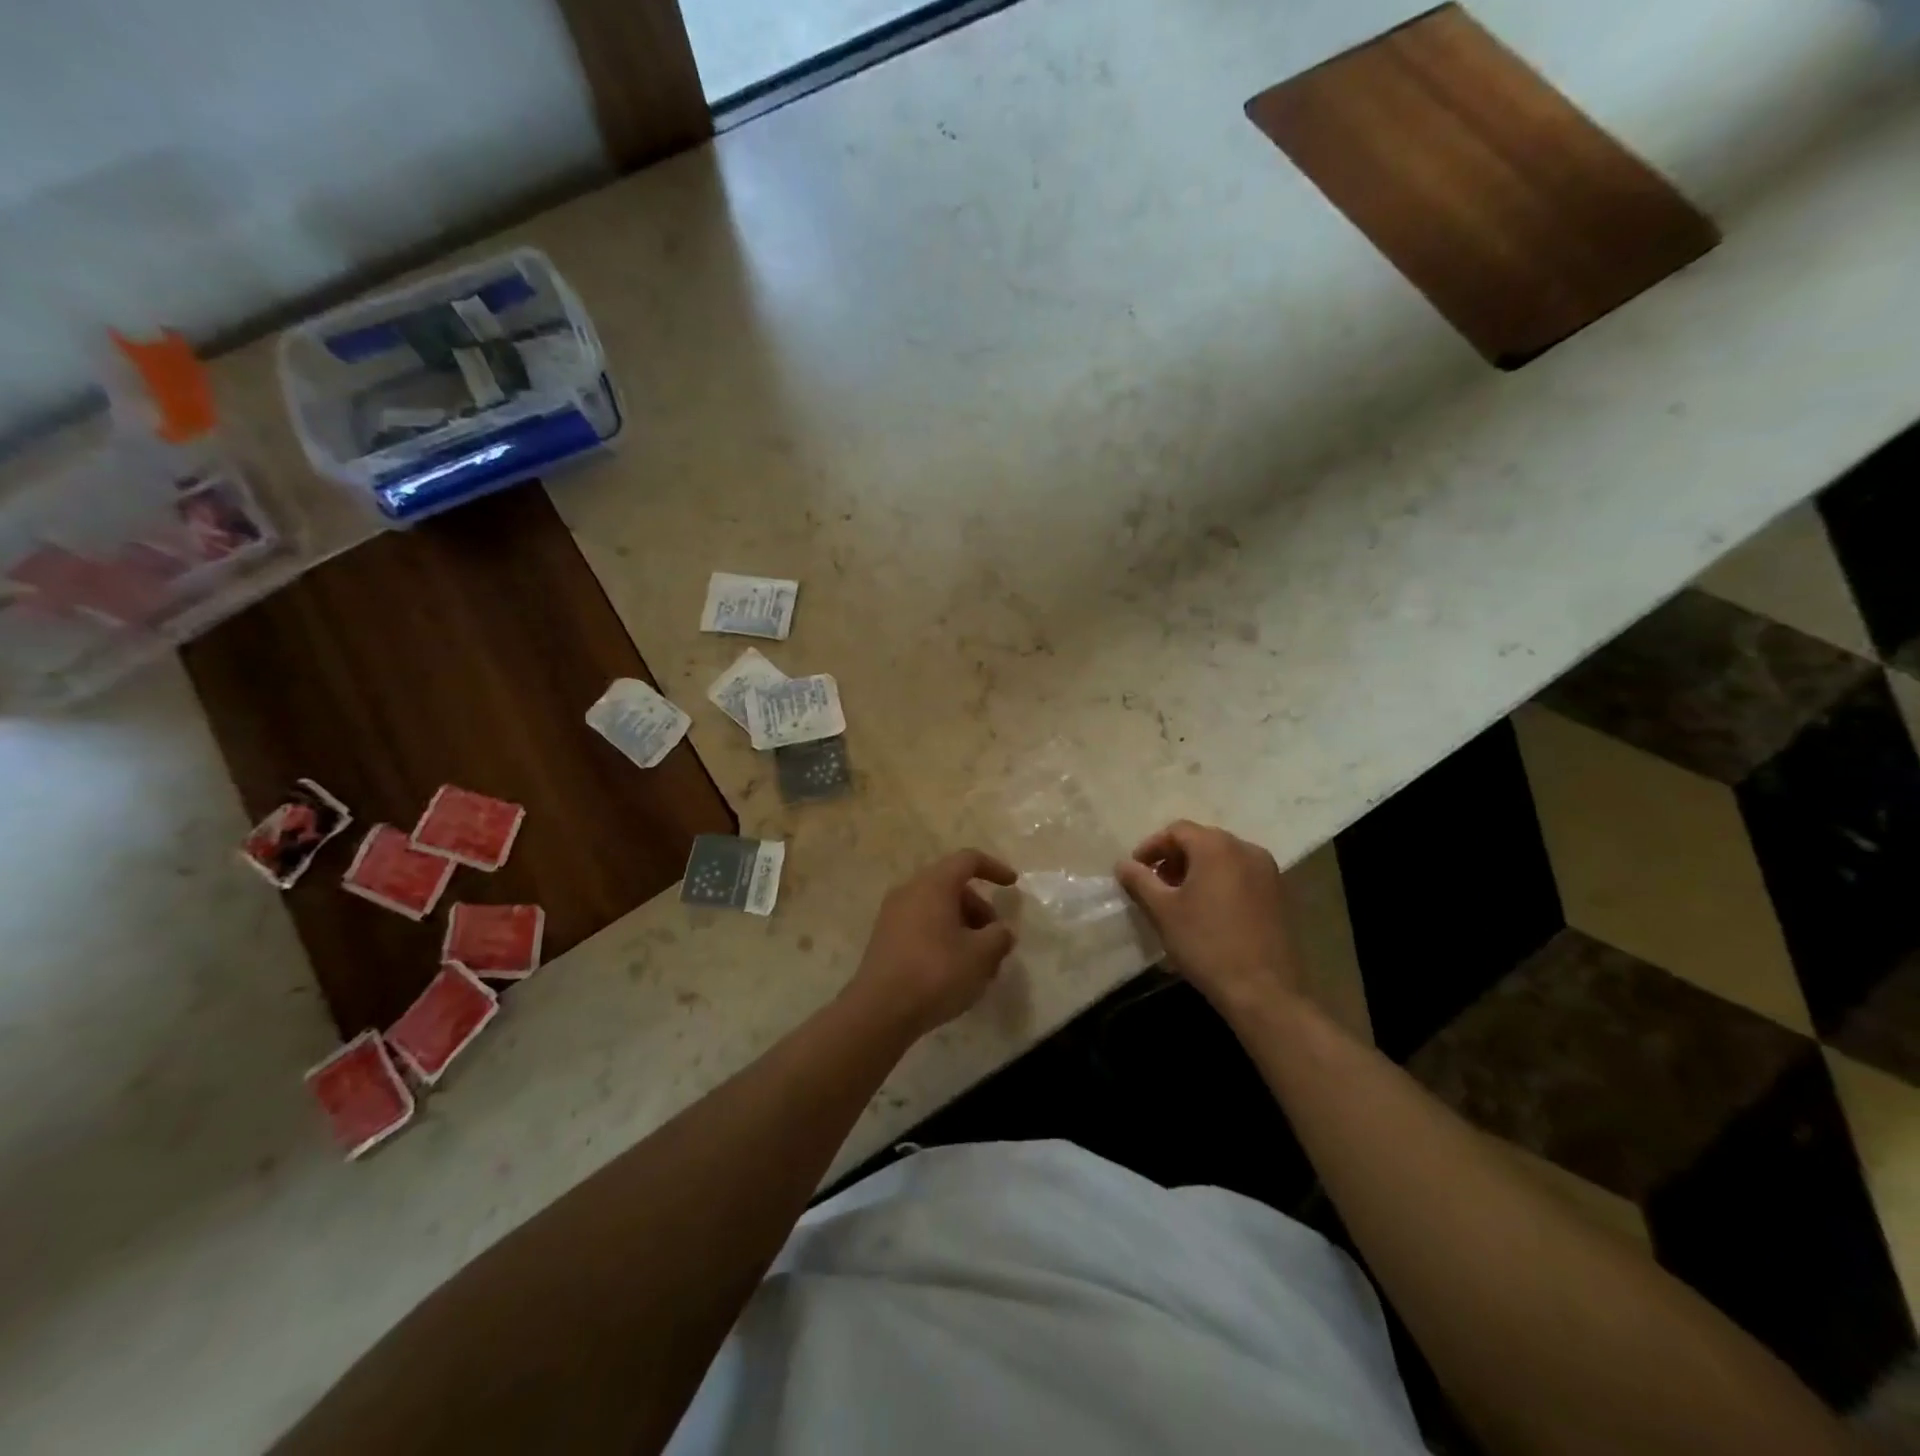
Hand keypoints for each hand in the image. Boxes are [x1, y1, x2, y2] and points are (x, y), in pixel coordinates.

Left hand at [845, 849, 1019, 1039]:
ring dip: (962, 925)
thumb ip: (999, 937)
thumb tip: (1002, 931)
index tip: (1012, 885)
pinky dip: (942, 935)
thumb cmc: (936, 973)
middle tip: (995, 939)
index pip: (968, 859)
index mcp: (934, 884)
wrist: (879, 1010)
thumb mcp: (980, 956)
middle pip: (952, 885)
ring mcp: (893, 914)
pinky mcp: (884, 938)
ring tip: (978, 961)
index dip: (994, 868)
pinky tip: (953, 968)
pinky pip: (921, 924)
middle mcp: (910, 890)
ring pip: (937, 907)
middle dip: (979, 908)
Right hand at [1115, 821, 1302, 1016]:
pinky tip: (1209, 911)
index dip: (1151, 847)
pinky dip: (1220, 882)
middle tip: (1155, 885)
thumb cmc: (1206, 944)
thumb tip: (1123, 864)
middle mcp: (1246, 849)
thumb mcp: (1163, 911)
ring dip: (1197, 870)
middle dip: (1174, 858)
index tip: (1135, 871)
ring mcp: (1268, 871)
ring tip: (1180, 899)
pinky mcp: (1280, 894)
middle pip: (1201, 841)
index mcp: (1217, 846)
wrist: (1264, 991)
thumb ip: (1140, 881)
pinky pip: (1241, 875)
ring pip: (1223, 858)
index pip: (1177, 831)